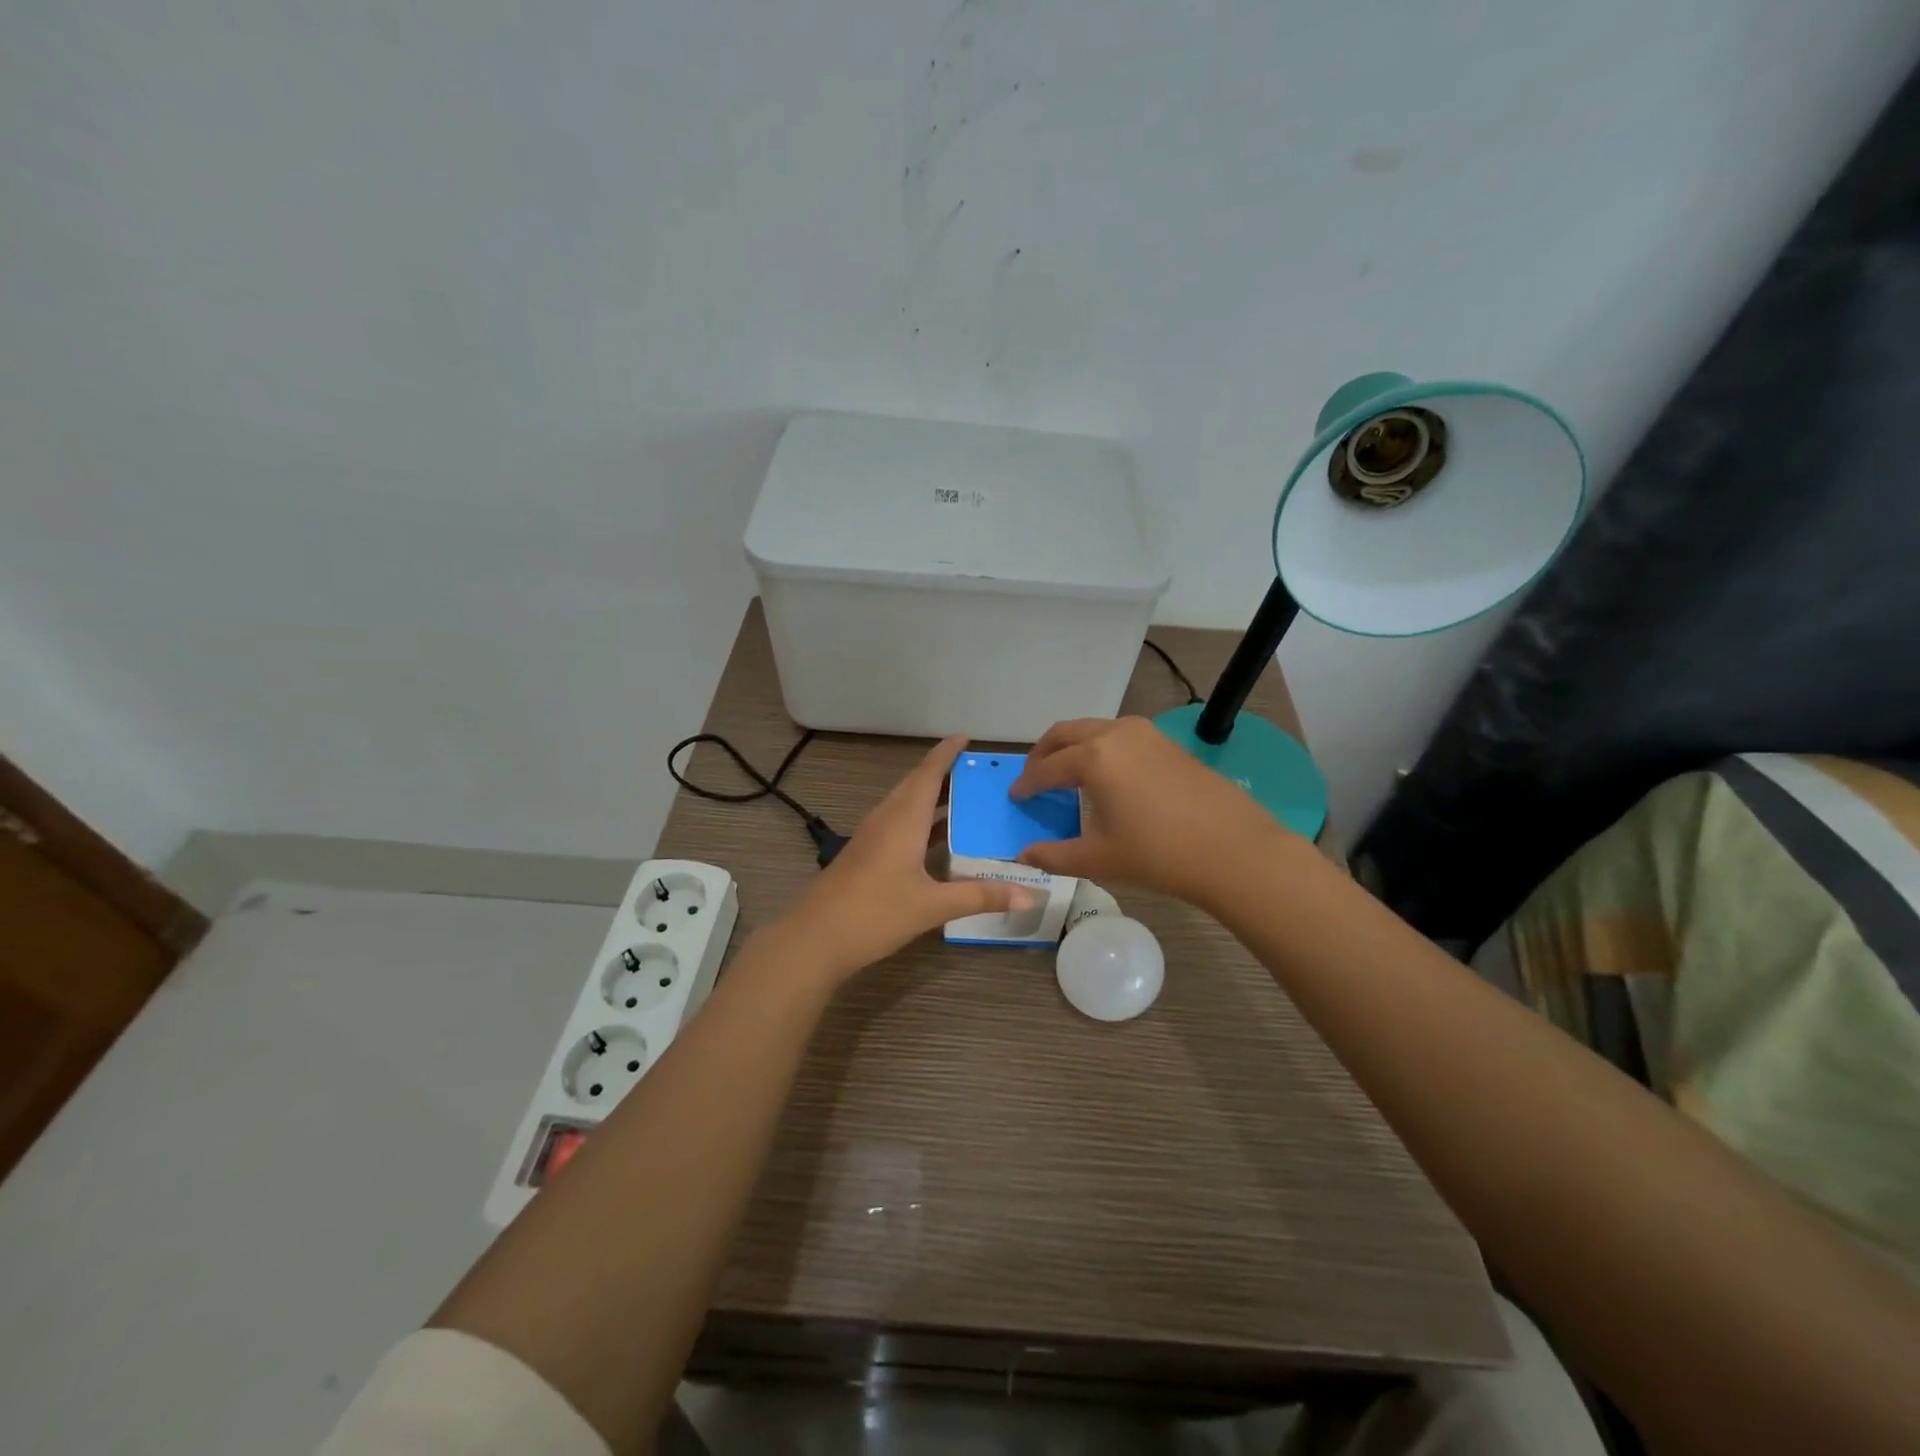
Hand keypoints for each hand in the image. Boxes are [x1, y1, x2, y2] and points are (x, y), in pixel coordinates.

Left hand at [776, 736, 1035, 985]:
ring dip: (933, 798)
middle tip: (978, 772)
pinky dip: (922, 822)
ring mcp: (872, 837)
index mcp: (903, 819)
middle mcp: (886, 819)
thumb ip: (981, 897)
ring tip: (966, 799)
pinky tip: (940, 840)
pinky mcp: (866, 855)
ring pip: (906, 805)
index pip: (928, 773)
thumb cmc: (874, 913)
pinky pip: (899, 825)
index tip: (966, 737)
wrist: (814, 940)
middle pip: (916, 785)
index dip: (946, 753)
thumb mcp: (932, 906)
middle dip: (945, 774)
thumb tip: (1031, 896)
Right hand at [1009, 717, 1287, 904]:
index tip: (1015, 797)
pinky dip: (1099, 748)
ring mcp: (1146, 733)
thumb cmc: (1159, 854)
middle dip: (1043, 754)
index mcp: (1093, 758)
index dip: (1026, 784)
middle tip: (1033, 778)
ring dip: (1072, 746)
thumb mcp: (1099, 858)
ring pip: (1093, 729)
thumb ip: (1054, 855)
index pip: (1046, 768)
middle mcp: (1115, 734)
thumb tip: (1023, 855)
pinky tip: (1106, 776)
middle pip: (1065, 733)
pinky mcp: (1167, 742)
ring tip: (1066, 774)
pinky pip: (1119, 735)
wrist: (1233, 849)